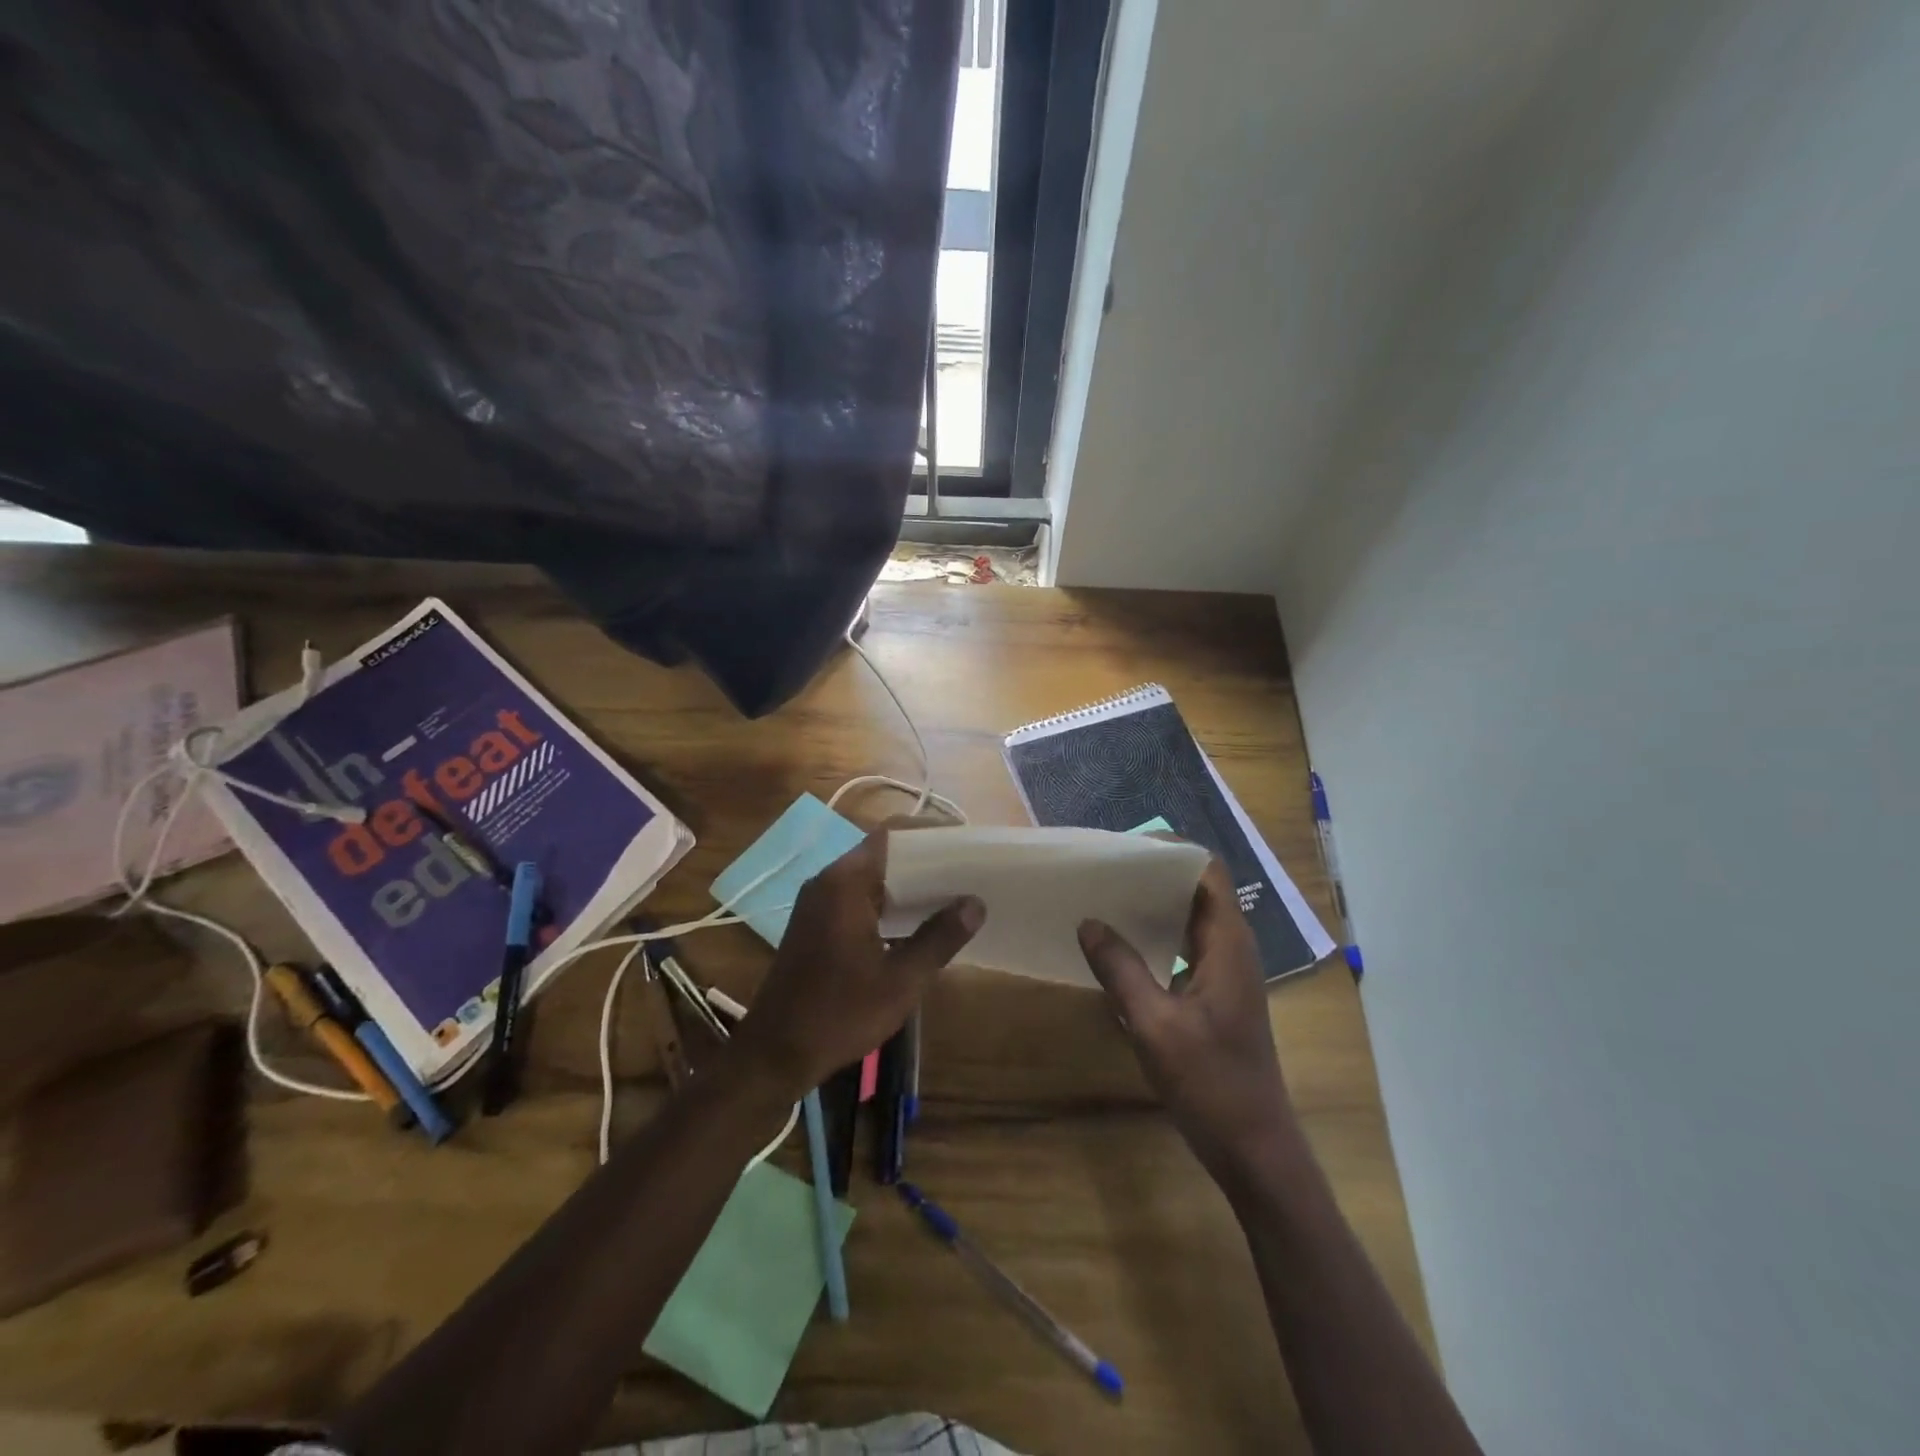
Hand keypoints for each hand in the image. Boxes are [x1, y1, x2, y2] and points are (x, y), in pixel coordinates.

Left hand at [732, 829, 984, 1097]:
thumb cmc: (840, 1013)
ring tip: (953, 894)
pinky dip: (889, 902)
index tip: (966, 843)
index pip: (892, 834)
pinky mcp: (817, 924)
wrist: (775, 1053)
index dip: (930, 833)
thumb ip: (939, 937)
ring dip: (908, 883)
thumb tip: (975, 903)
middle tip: (968, 870)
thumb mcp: (901, 980)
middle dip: (925, 860)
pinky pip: (860, 897)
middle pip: (883, 852)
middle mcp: (829, 881)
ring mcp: (819, 902)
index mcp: (845, 882)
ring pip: (872, 876)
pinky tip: (918, 922)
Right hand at [1077, 858, 1294, 1182]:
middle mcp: (1232, 947)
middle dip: (1152, 873)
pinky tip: (1120, 945)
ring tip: (1104, 897)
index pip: (1206, 870)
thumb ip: (1120, 969)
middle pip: (1196, 888)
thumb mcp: (1154, 1025)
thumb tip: (1088, 922)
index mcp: (1228, 943)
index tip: (1123, 847)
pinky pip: (1185, 945)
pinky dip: (1156, 934)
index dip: (1170, 850)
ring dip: (1153, 903)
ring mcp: (1226, 971)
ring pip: (1190, 917)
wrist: (1255, 1148)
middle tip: (1103, 869)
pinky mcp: (1216, 993)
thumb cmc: (1211, 1083)